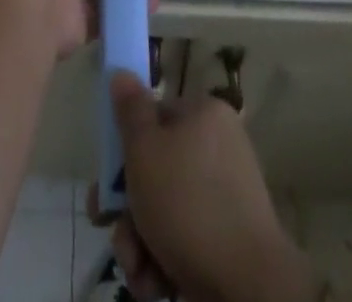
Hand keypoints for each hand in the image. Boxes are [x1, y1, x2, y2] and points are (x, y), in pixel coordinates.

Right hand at [95, 72, 317, 301]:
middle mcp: (218, 150)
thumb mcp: (144, 149)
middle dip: (127, 207)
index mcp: (204, 116)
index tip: (105, 179)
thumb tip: (122, 72)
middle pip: (156, 170)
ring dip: (139, 240)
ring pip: (165, 210)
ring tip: (135, 268)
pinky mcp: (228, 242)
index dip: (124, 146)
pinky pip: (185, 239)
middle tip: (108, 227)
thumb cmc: (187, 203)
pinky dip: (163, 260)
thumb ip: (129, 111)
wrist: (247, 285)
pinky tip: (155, 283)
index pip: (155, 117)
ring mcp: (226, 198)